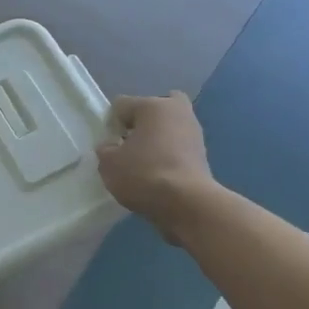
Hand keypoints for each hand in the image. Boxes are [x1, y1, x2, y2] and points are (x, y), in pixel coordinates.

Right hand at [96, 93, 214, 244]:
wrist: (186, 203)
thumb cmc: (144, 174)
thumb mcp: (109, 163)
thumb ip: (105, 150)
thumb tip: (111, 147)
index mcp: (153, 105)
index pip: (121, 105)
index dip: (110, 125)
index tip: (109, 146)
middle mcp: (177, 110)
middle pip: (151, 110)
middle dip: (140, 124)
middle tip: (130, 146)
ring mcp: (194, 132)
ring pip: (167, 129)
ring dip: (155, 140)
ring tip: (142, 165)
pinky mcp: (202, 154)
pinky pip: (177, 148)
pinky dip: (167, 156)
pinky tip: (157, 175)